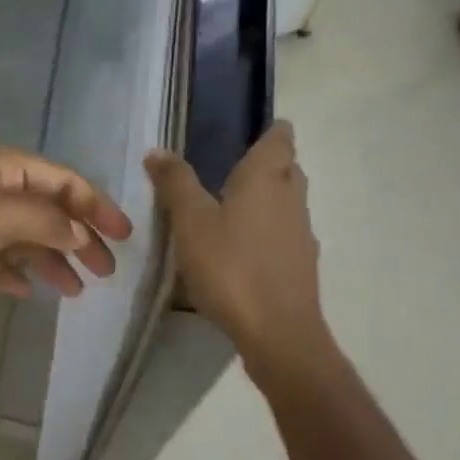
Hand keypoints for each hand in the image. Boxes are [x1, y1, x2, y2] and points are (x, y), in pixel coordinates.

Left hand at [0, 146, 133, 312]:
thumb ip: (47, 220)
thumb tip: (82, 234)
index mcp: (0, 165)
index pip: (62, 180)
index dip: (95, 205)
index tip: (123, 237)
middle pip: (46, 207)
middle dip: (77, 237)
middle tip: (105, 271)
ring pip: (22, 234)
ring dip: (49, 259)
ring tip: (74, 290)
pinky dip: (14, 270)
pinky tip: (26, 291)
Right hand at [144, 121, 331, 375]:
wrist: (278, 333)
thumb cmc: (231, 266)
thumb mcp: (191, 222)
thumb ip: (175, 183)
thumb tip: (158, 150)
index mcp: (266, 179)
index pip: (280, 139)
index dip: (273, 131)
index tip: (261, 127)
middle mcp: (291, 199)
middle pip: (289, 169)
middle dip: (271, 163)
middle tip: (238, 165)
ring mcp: (301, 234)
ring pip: (289, 202)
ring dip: (269, 198)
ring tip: (236, 205)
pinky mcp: (301, 266)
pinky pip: (286, 234)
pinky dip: (270, 230)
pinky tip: (245, 248)